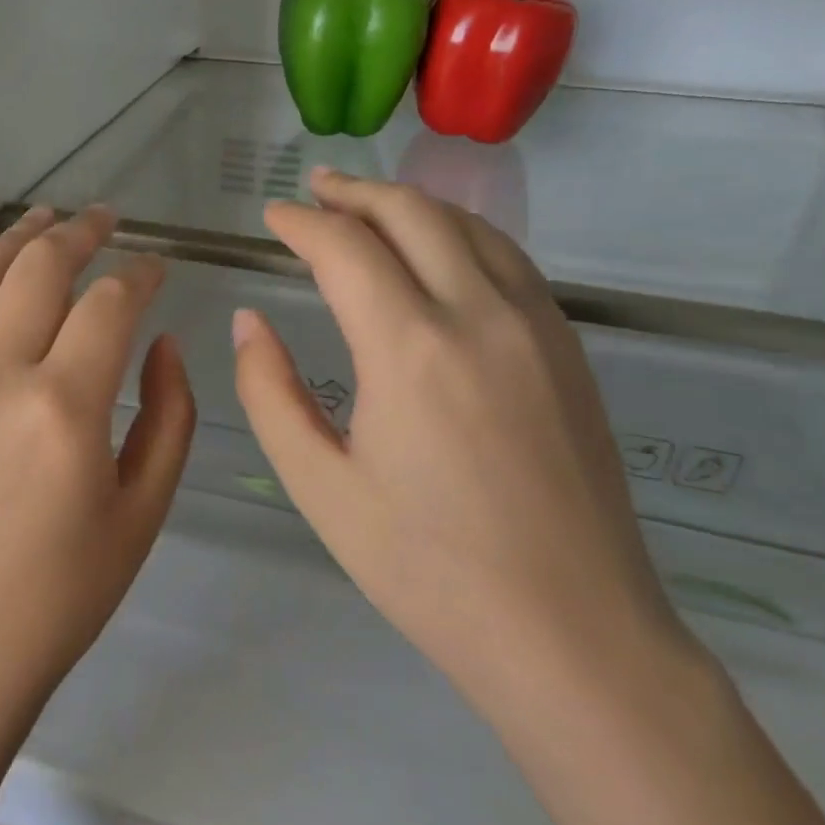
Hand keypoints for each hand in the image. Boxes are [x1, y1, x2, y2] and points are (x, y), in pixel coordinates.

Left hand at [0, 206, 195, 720]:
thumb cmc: (62, 594)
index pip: (110, 303)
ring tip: (41, 219)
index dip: (141, 274)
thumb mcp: (143, 513)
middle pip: (38, 269)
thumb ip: (169, 416)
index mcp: (64, 406)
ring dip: (13, 240)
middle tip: (104, 219)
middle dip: (79, 232)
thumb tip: (163, 343)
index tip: (159, 266)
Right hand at [232, 169, 693, 720]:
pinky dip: (458, 232)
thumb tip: (249, 322)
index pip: (344, 248)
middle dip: (354, 193)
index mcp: (409, 348)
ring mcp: (535, 326)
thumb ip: (270, 392)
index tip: (271, 217)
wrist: (575, 636)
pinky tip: (437, 249)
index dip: (300, 223)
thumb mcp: (320, 486)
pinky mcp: (567, 349)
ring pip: (467, 225)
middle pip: (411, 213)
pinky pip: (507, 258)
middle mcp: (478, 315)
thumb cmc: (428, 569)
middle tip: (313, 189)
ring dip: (408, 204)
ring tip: (366, 205)